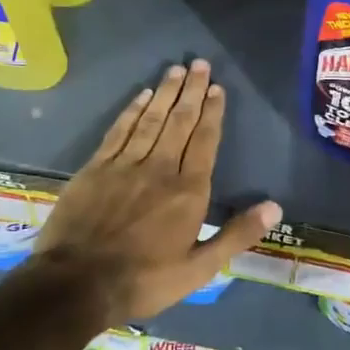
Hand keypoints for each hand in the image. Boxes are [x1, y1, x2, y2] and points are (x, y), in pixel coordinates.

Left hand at [14, 61, 280, 323]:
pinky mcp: (95, 169)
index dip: (212, 112)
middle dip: (192, 91)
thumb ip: (236, 235)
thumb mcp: (199, 269)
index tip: (217, 88)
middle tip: (199, 64)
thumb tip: (275, 207)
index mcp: (188, 191)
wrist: (74, 286)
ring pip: (151, 120)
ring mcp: (124, 165)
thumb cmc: (143, 280)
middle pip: (179, 121)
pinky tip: (141, 96)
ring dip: (165, 93)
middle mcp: (159, 168)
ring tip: (176, 70)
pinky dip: (131, 111)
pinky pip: (119, 131)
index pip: (204, 141)